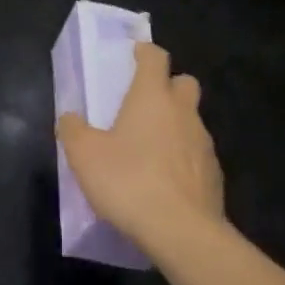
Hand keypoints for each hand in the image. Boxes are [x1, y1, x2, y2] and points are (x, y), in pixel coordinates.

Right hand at [56, 41, 223, 260]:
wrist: (182, 232)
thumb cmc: (129, 181)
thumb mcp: (84, 155)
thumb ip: (73, 130)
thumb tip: (70, 117)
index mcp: (152, 97)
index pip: (155, 57)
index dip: (145, 51)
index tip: (134, 54)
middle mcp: (183, 111)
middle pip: (184, 82)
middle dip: (168, 85)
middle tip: (144, 102)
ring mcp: (204, 143)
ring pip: (191, 120)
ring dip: (174, 124)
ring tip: (149, 149)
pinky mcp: (214, 174)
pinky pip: (197, 154)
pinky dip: (183, 157)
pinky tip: (165, 180)